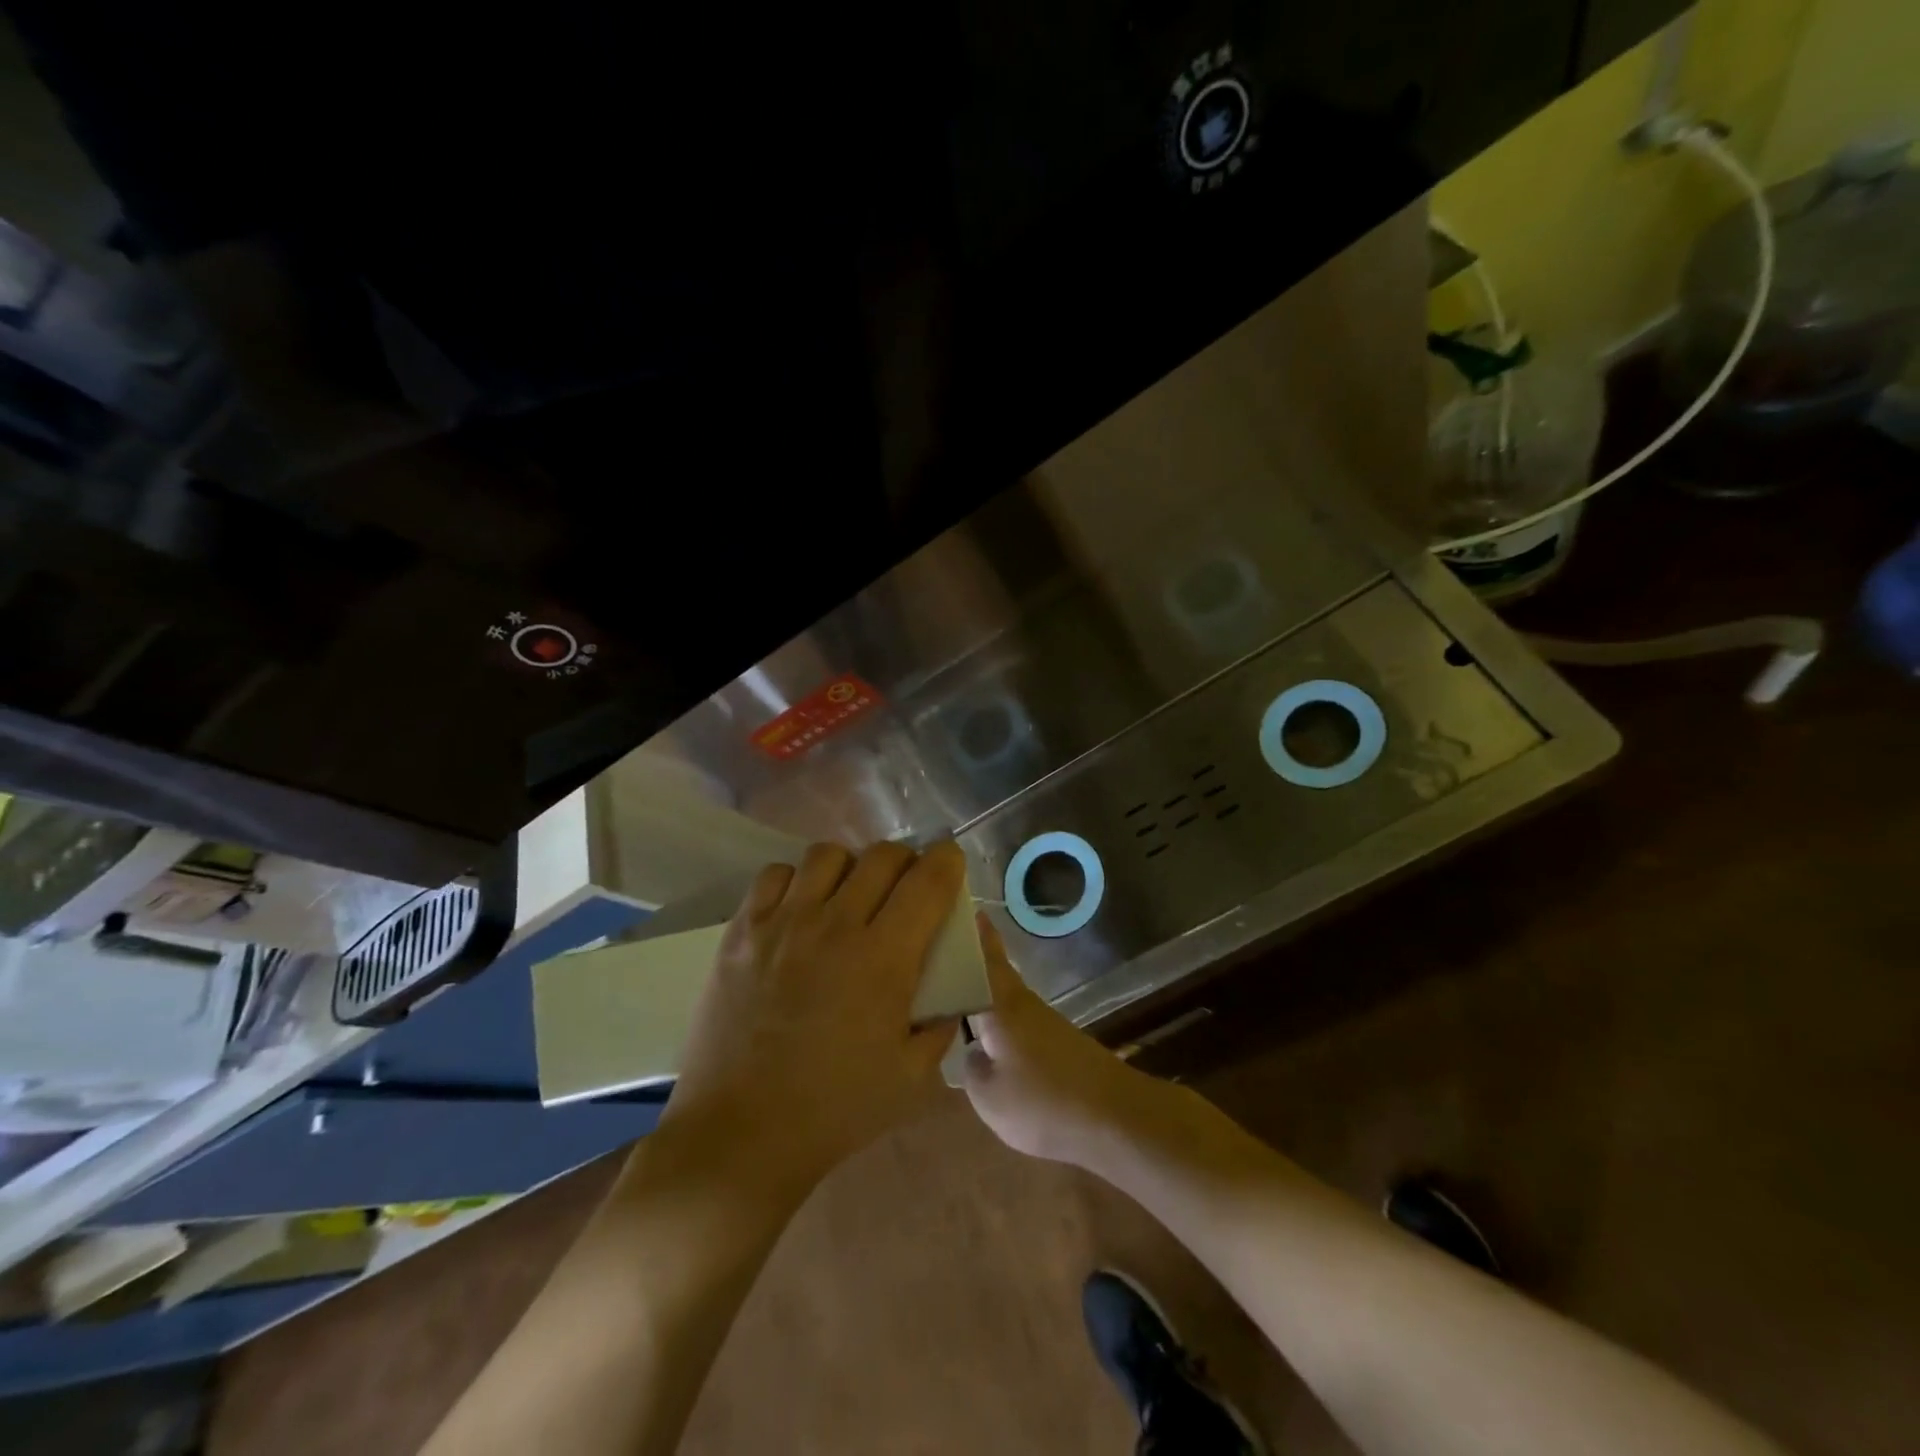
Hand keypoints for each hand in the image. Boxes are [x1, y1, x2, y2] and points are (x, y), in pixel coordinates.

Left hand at [658, 841, 964, 1198]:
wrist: (739, 1135)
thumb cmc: (834, 1111)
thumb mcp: (911, 1078)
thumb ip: (940, 1025)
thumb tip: (948, 991)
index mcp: (884, 958)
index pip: (927, 881)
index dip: (947, 861)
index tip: (950, 862)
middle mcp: (835, 925)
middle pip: (881, 856)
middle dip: (905, 861)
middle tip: (904, 887)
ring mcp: (783, 923)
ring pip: (827, 855)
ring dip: (850, 867)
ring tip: (847, 896)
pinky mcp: (742, 931)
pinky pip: (775, 875)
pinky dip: (796, 880)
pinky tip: (799, 910)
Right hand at [961, 917, 1181, 1165]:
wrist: (1116, 1118)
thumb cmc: (1044, 1102)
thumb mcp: (989, 1097)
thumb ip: (971, 1069)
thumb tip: (972, 1051)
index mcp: (1003, 1006)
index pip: (985, 959)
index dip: (975, 935)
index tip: (966, 908)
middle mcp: (1025, 1005)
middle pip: (996, 975)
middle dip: (975, 963)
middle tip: (946, 957)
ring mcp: (1047, 1024)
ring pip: (1007, 1001)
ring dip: (986, 996)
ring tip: (957, 1003)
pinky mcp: (1061, 1045)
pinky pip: (1020, 1025)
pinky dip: (1002, 1025)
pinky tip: (991, 1045)